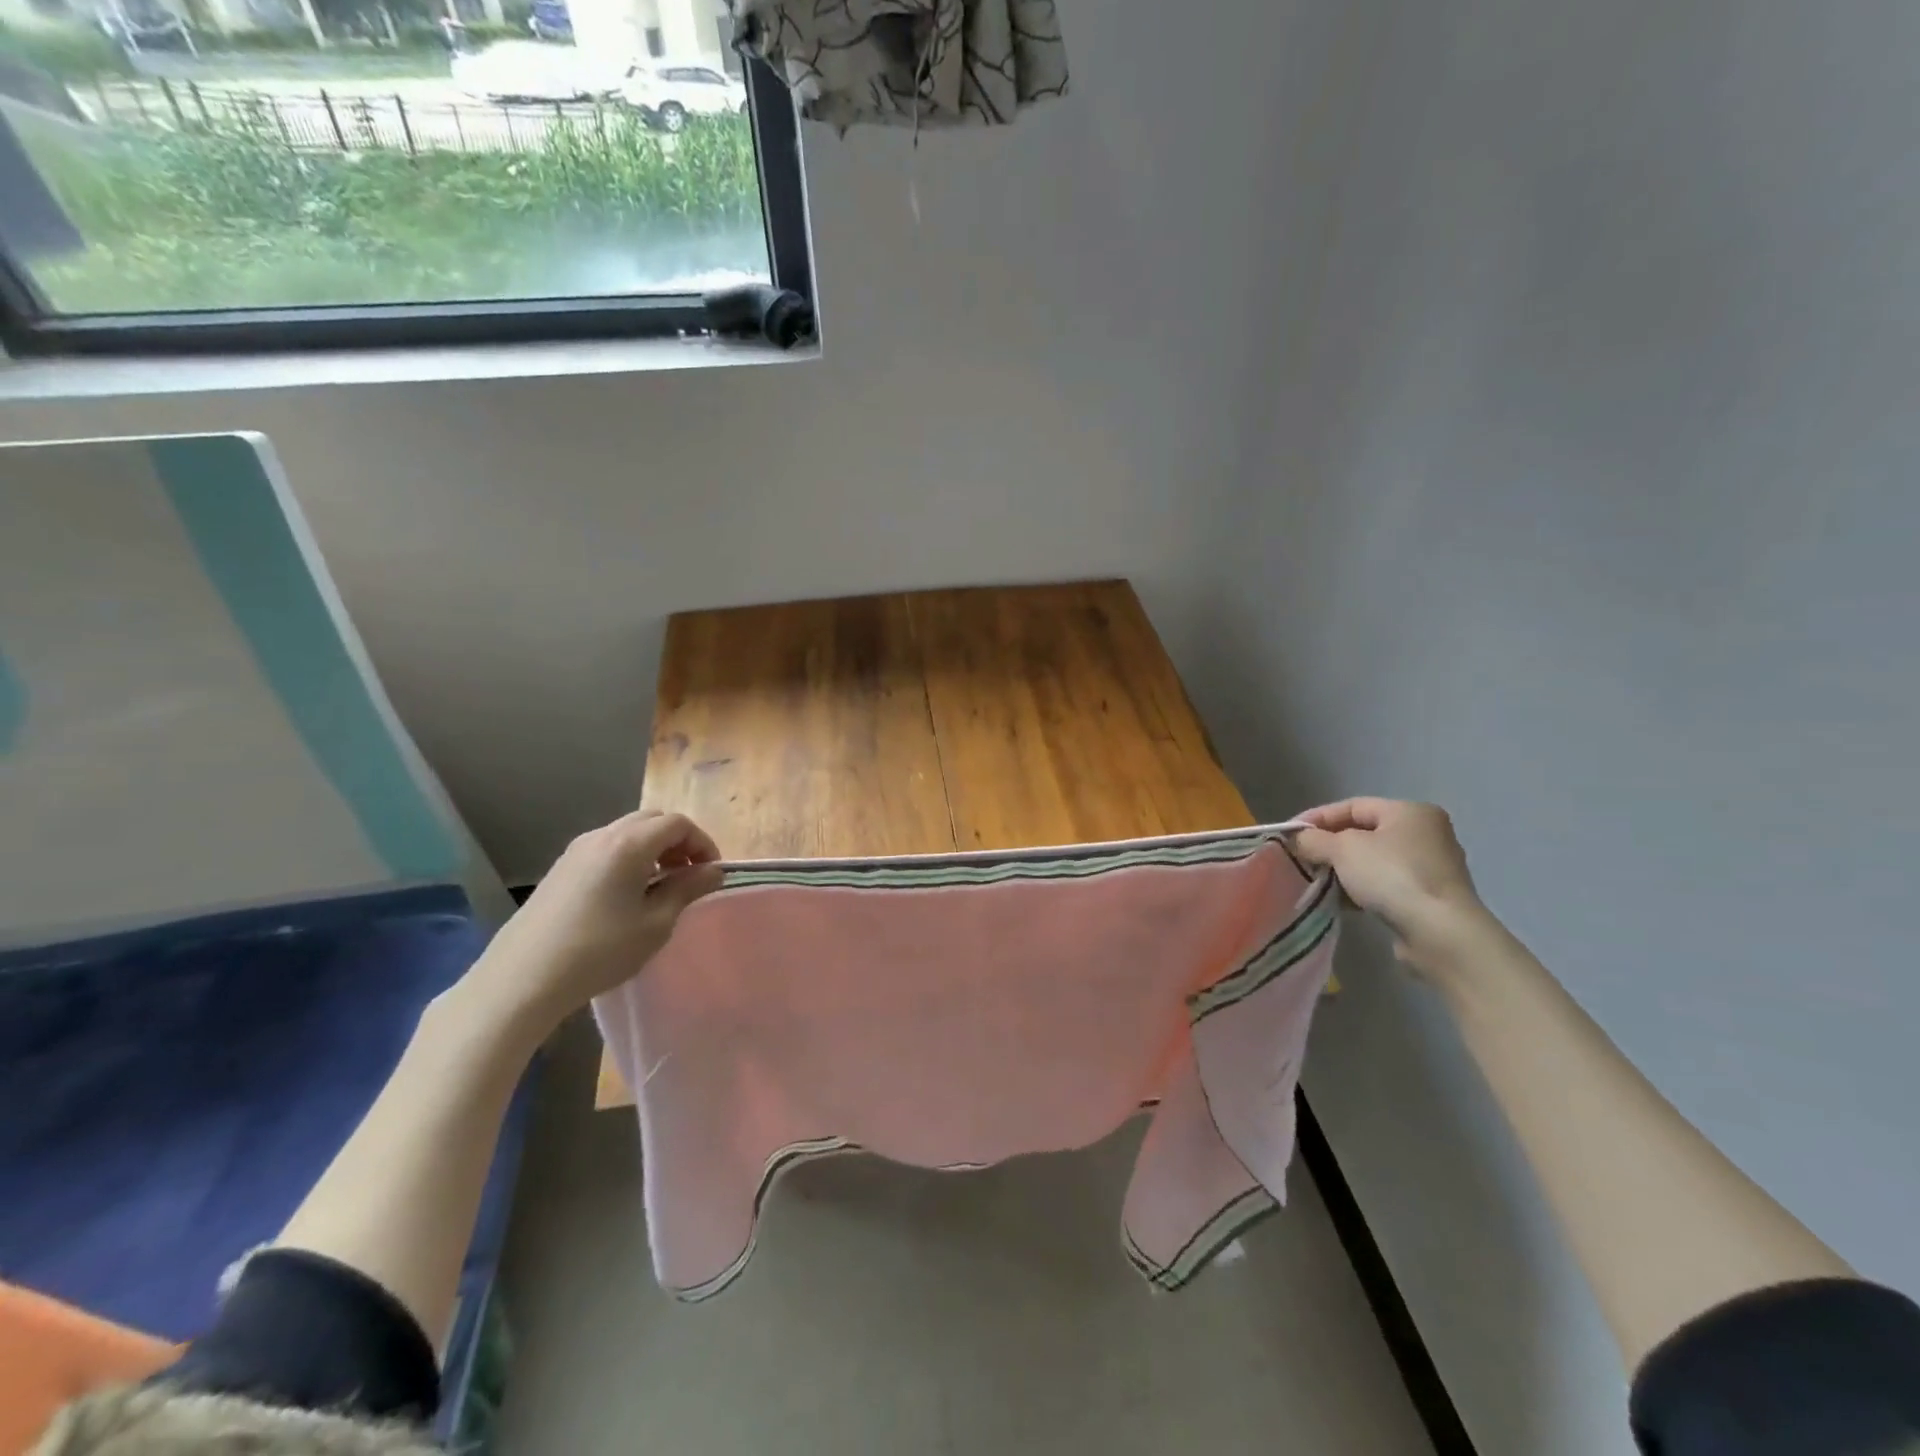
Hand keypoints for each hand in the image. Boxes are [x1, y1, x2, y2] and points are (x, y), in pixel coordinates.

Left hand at [463, 809, 723, 1032]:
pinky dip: (629, 857)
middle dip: (678, 842)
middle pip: (652, 820)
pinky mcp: (561, 868)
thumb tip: (713, 871)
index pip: (678, 824)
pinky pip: (606, 848)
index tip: (710, 874)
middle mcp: (602, 835)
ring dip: (653, 849)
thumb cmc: (600, 950)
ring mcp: (577, 850)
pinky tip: (627, 895)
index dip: (702, 843)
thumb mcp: (655, 923)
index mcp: (629, 843)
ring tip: (660, 887)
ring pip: (627, 832)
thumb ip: (687, 890)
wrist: (523, 978)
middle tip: (688, 876)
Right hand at [1290, 798, 1488, 969]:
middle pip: (1363, 833)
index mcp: (1410, 811)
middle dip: (1329, 845)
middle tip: (1301, 858)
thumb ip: (1314, 839)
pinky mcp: (1430, 897)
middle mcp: (1426, 833)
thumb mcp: (1342, 849)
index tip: (1289, 834)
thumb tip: (1298, 840)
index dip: (1317, 817)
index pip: (1352, 805)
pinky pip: (1385, 884)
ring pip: (1373, 861)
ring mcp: (1431, 867)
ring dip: (1343, 870)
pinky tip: (1342, 901)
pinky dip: (1362, 889)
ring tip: (1317, 881)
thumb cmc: (1392, 876)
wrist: (1440, 932)